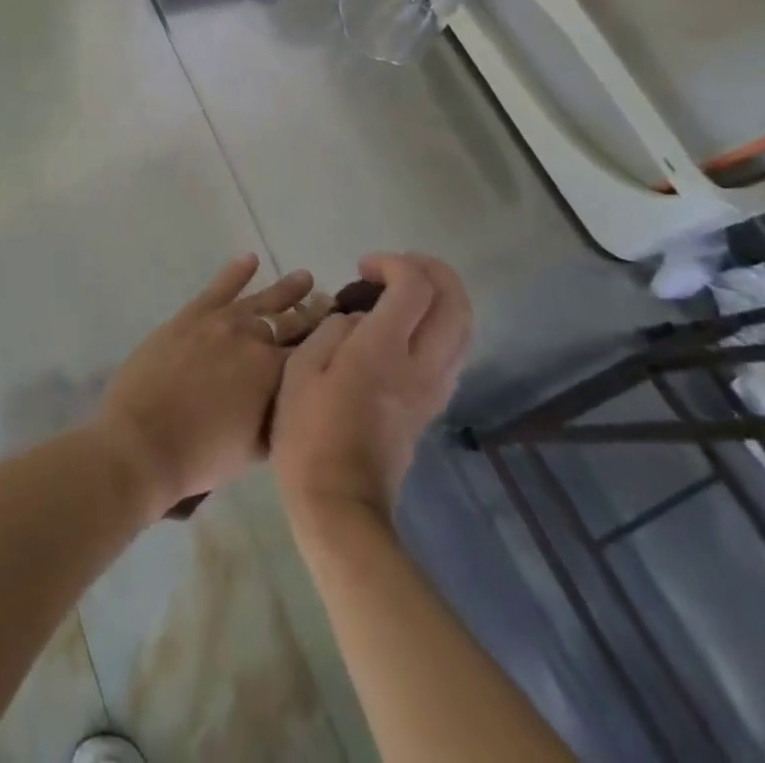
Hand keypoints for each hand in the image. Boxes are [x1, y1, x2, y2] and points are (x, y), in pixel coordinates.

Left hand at [94, 255, 328, 518]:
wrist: (144, 439)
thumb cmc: (202, 456)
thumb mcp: (256, 448)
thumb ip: (279, 418)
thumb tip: (295, 400)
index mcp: (277, 376)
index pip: (314, 353)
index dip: (331, 343)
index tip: (348, 333)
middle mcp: (256, 340)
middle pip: (293, 322)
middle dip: (314, 314)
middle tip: (332, 305)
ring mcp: (222, 323)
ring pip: (262, 301)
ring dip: (286, 290)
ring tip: (305, 278)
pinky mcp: (192, 315)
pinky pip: (220, 286)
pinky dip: (236, 271)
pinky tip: (250, 259)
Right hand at [272, 253, 472, 524]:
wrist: (339, 501)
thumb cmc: (307, 431)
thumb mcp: (300, 368)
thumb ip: (331, 330)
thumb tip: (355, 320)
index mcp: (384, 350)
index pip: (416, 286)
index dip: (393, 263)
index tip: (363, 267)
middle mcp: (422, 364)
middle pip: (456, 301)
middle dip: (431, 270)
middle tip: (394, 267)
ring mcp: (434, 388)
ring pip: (463, 327)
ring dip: (441, 297)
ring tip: (401, 292)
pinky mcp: (433, 405)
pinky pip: (453, 351)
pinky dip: (439, 324)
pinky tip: (405, 328)